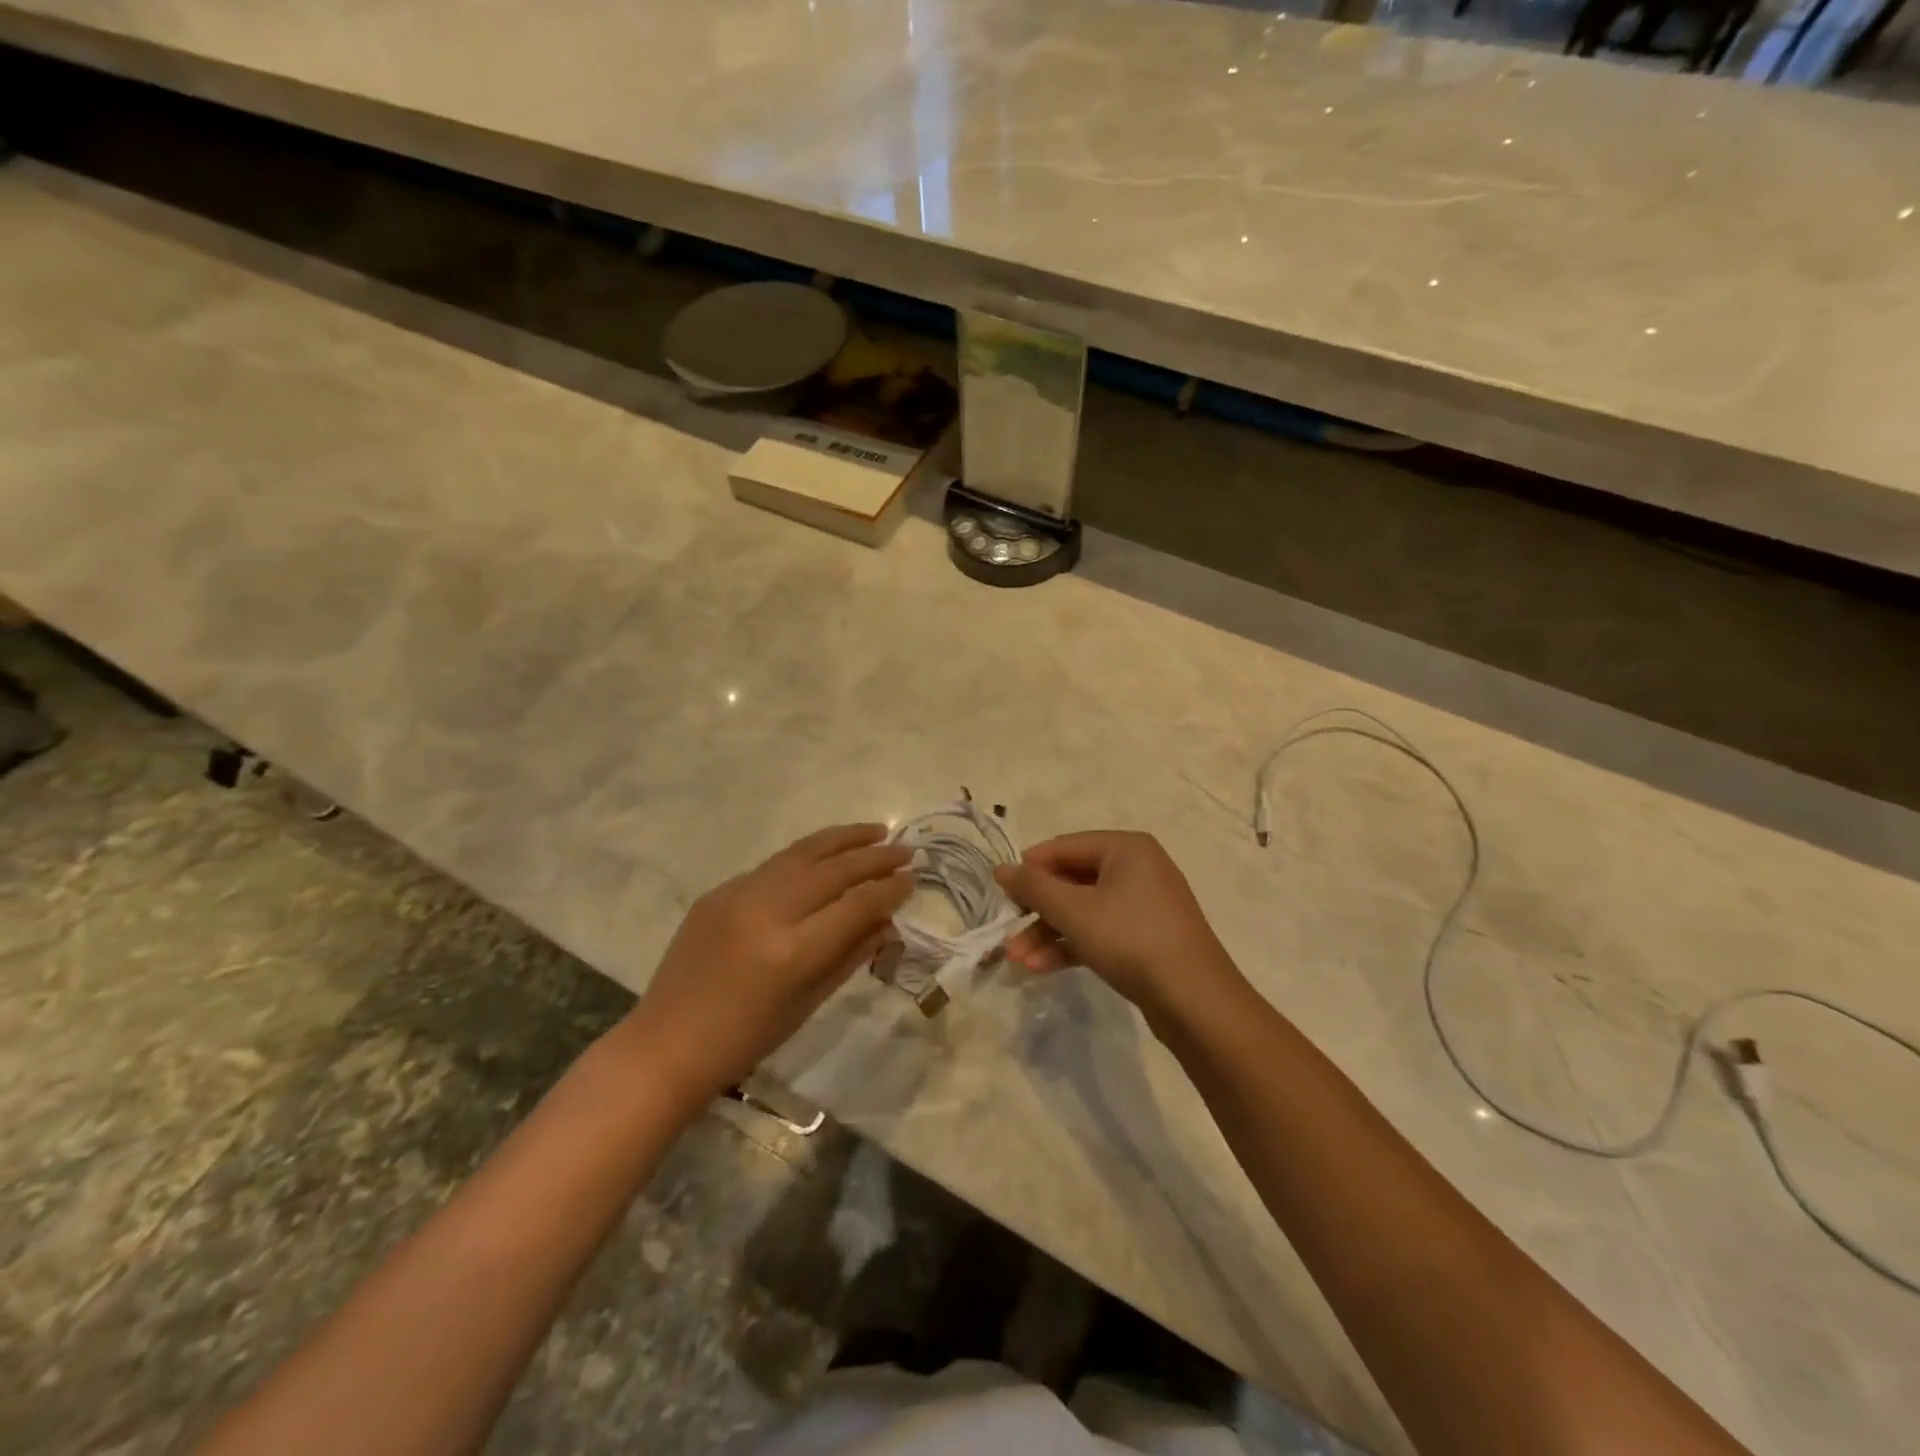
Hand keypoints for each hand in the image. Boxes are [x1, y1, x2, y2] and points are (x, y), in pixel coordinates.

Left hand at [626, 824, 910, 1102]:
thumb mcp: (808, 1003)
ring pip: (802, 852)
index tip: (913, 878)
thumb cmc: (745, 1040)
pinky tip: (826, 855)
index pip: (855, 905)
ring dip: (843, 839)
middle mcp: (767, 911)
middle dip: (874, 857)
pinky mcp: (718, 890)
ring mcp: (738, 894)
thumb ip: (850, 955)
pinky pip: (773, 866)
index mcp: (792, 951)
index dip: (889, 889)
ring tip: (875, 830)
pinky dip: (807, 856)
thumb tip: (886, 921)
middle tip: (906, 849)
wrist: (667, 1044)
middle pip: (833, 870)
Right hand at [994, 831, 1247, 1031]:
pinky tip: (1041, 968)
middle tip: (1007, 930)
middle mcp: (1137, 868)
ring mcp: (1143, 905)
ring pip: (1083, 910)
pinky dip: (1071, 945)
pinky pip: (1099, 931)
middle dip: (1037, 909)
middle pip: (1072, 879)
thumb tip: (1000, 868)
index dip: (1029, 868)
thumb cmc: (1132, 940)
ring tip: (1017, 959)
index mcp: (1126, 848)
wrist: (1196, 1001)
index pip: (1064, 846)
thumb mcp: (1075, 911)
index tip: (1001, 893)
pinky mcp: (1145, 938)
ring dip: (1048, 932)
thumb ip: (1034, 887)